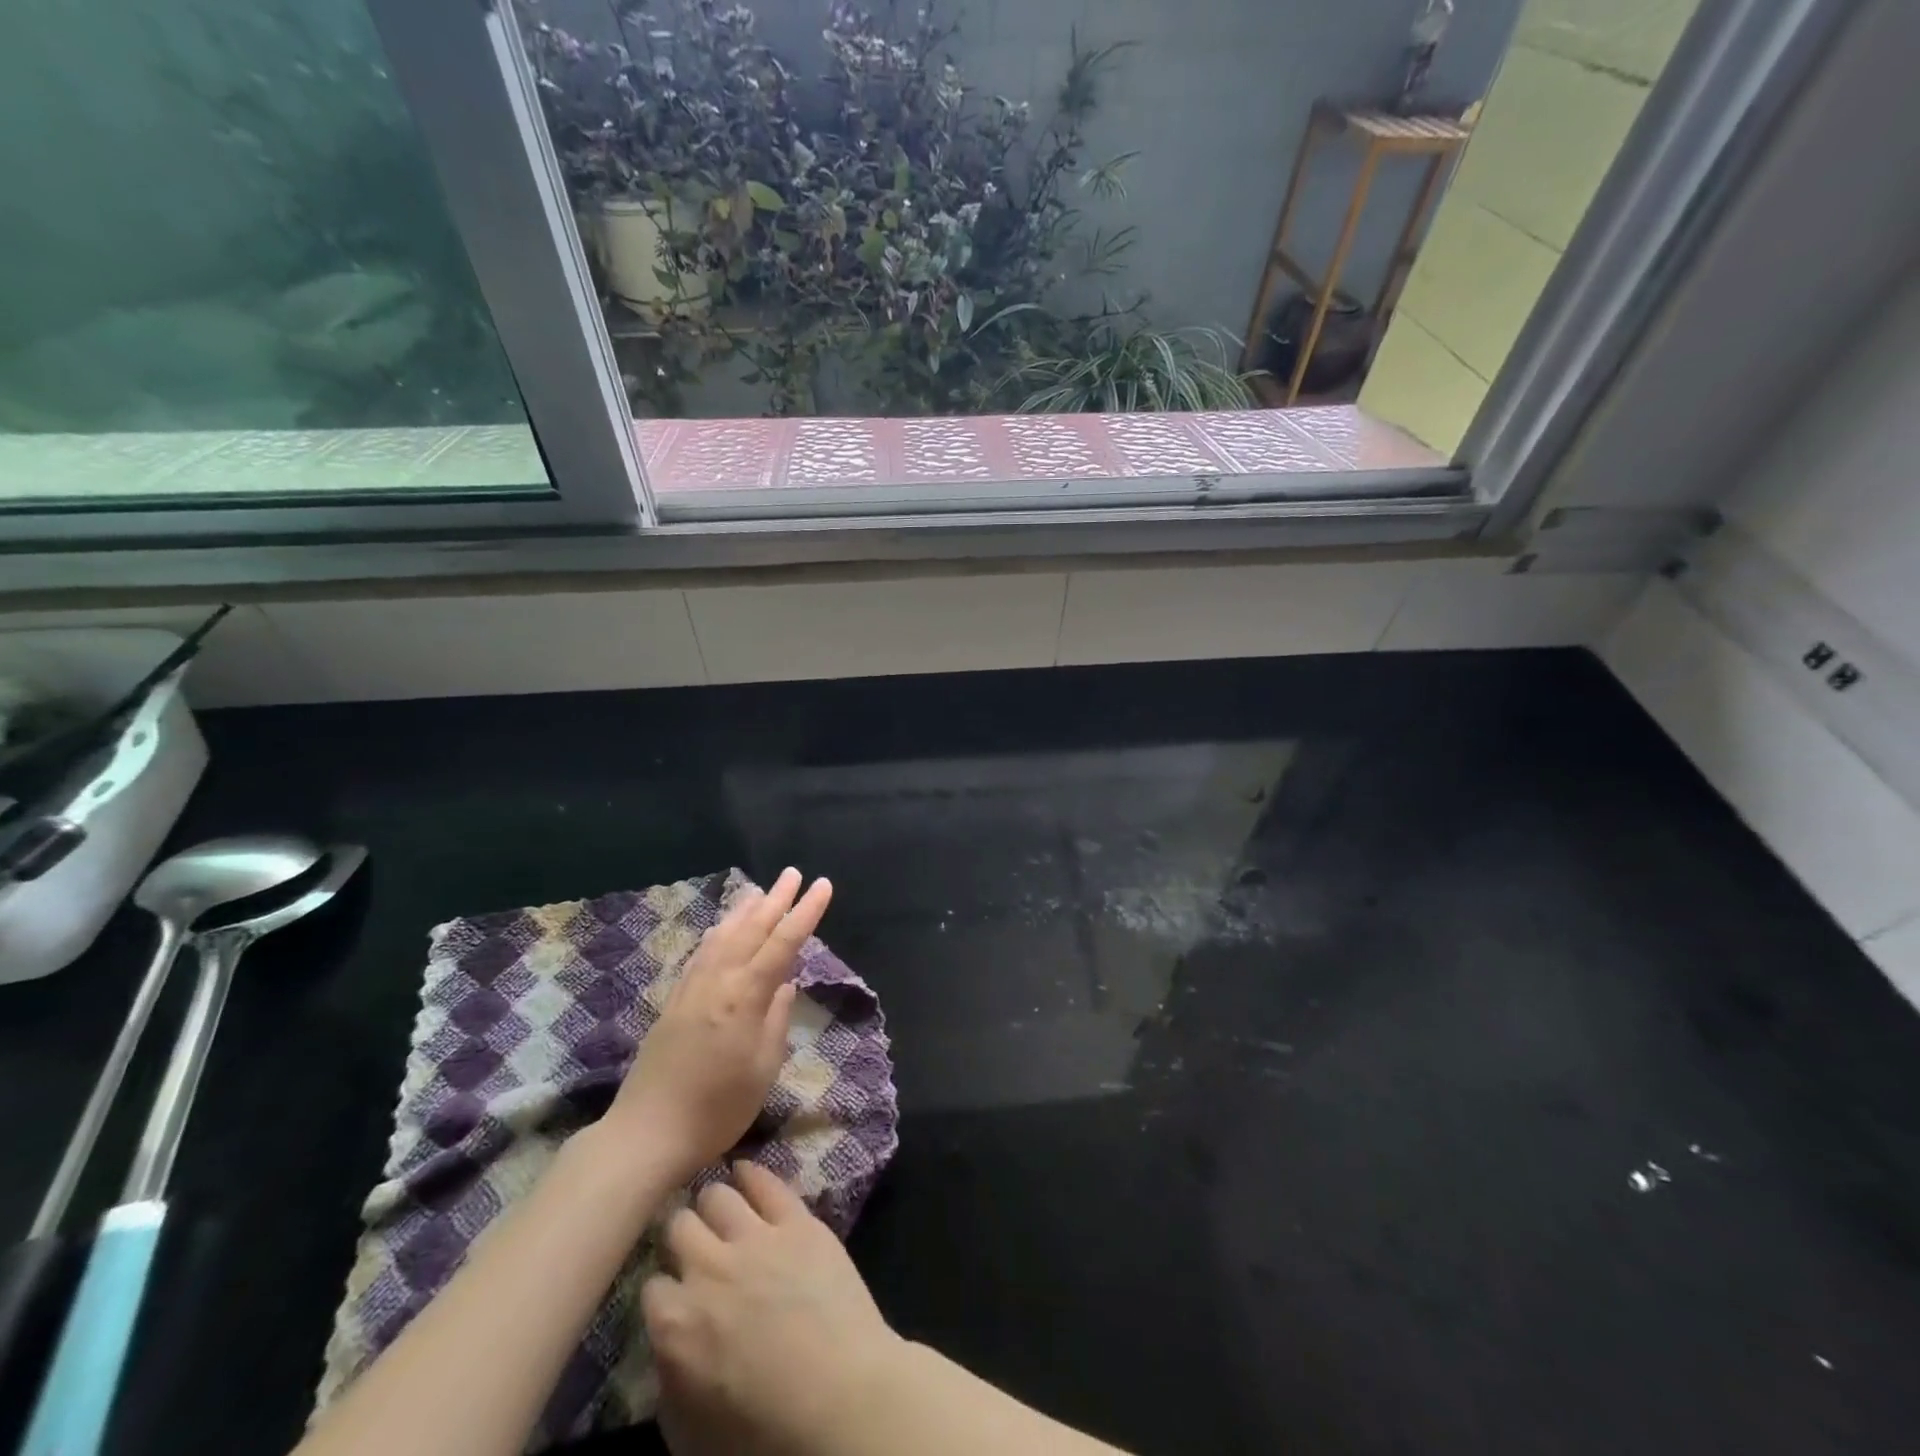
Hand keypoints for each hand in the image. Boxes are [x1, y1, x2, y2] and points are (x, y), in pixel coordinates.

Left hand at [605, 868, 832, 1183]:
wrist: (647, 1133)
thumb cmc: (717, 1108)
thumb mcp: (762, 1068)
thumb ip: (776, 1020)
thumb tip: (785, 984)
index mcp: (745, 997)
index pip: (783, 943)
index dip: (805, 913)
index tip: (823, 886)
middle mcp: (718, 982)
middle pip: (751, 930)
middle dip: (776, 900)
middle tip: (793, 874)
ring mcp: (692, 989)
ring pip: (722, 936)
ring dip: (744, 911)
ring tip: (759, 891)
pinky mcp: (674, 1001)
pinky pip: (701, 953)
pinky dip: (717, 933)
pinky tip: (720, 929)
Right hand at [642, 1163, 901, 1454]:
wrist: (840, 1397)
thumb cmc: (764, 1432)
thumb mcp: (690, 1432)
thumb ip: (669, 1378)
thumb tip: (667, 1345)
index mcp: (675, 1323)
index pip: (651, 1286)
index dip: (664, 1288)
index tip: (674, 1291)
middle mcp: (707, 1268)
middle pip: (679, 1226)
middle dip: (682, 1233)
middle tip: (694, 1242)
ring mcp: (755, 1237)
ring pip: (717, 1195)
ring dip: (714, 1202)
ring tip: (719, 1206)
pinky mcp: (797, 1220)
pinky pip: (766, 1182)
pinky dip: (751, 1173)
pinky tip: (745, 1170)